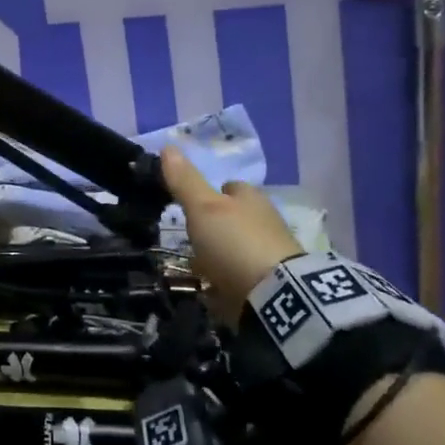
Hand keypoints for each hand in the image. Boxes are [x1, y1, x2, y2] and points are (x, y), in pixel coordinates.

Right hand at [159, 145, 303, 322]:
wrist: (276, 298)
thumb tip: (167, 145)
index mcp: (251, 198)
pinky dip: (228, 281)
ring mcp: (270, 255)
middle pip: (234, 219)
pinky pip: (242, 278)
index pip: (231, 187)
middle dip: (215, 227)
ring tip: (195, 266)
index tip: (191, 203)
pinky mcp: (271, 286)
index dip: (212, 192)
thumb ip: (185, 180)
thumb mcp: (203, 207)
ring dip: (220, 255)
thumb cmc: (236, 242)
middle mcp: (264, 222)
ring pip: (237, 248)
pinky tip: (212, 288)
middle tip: (190, 237)